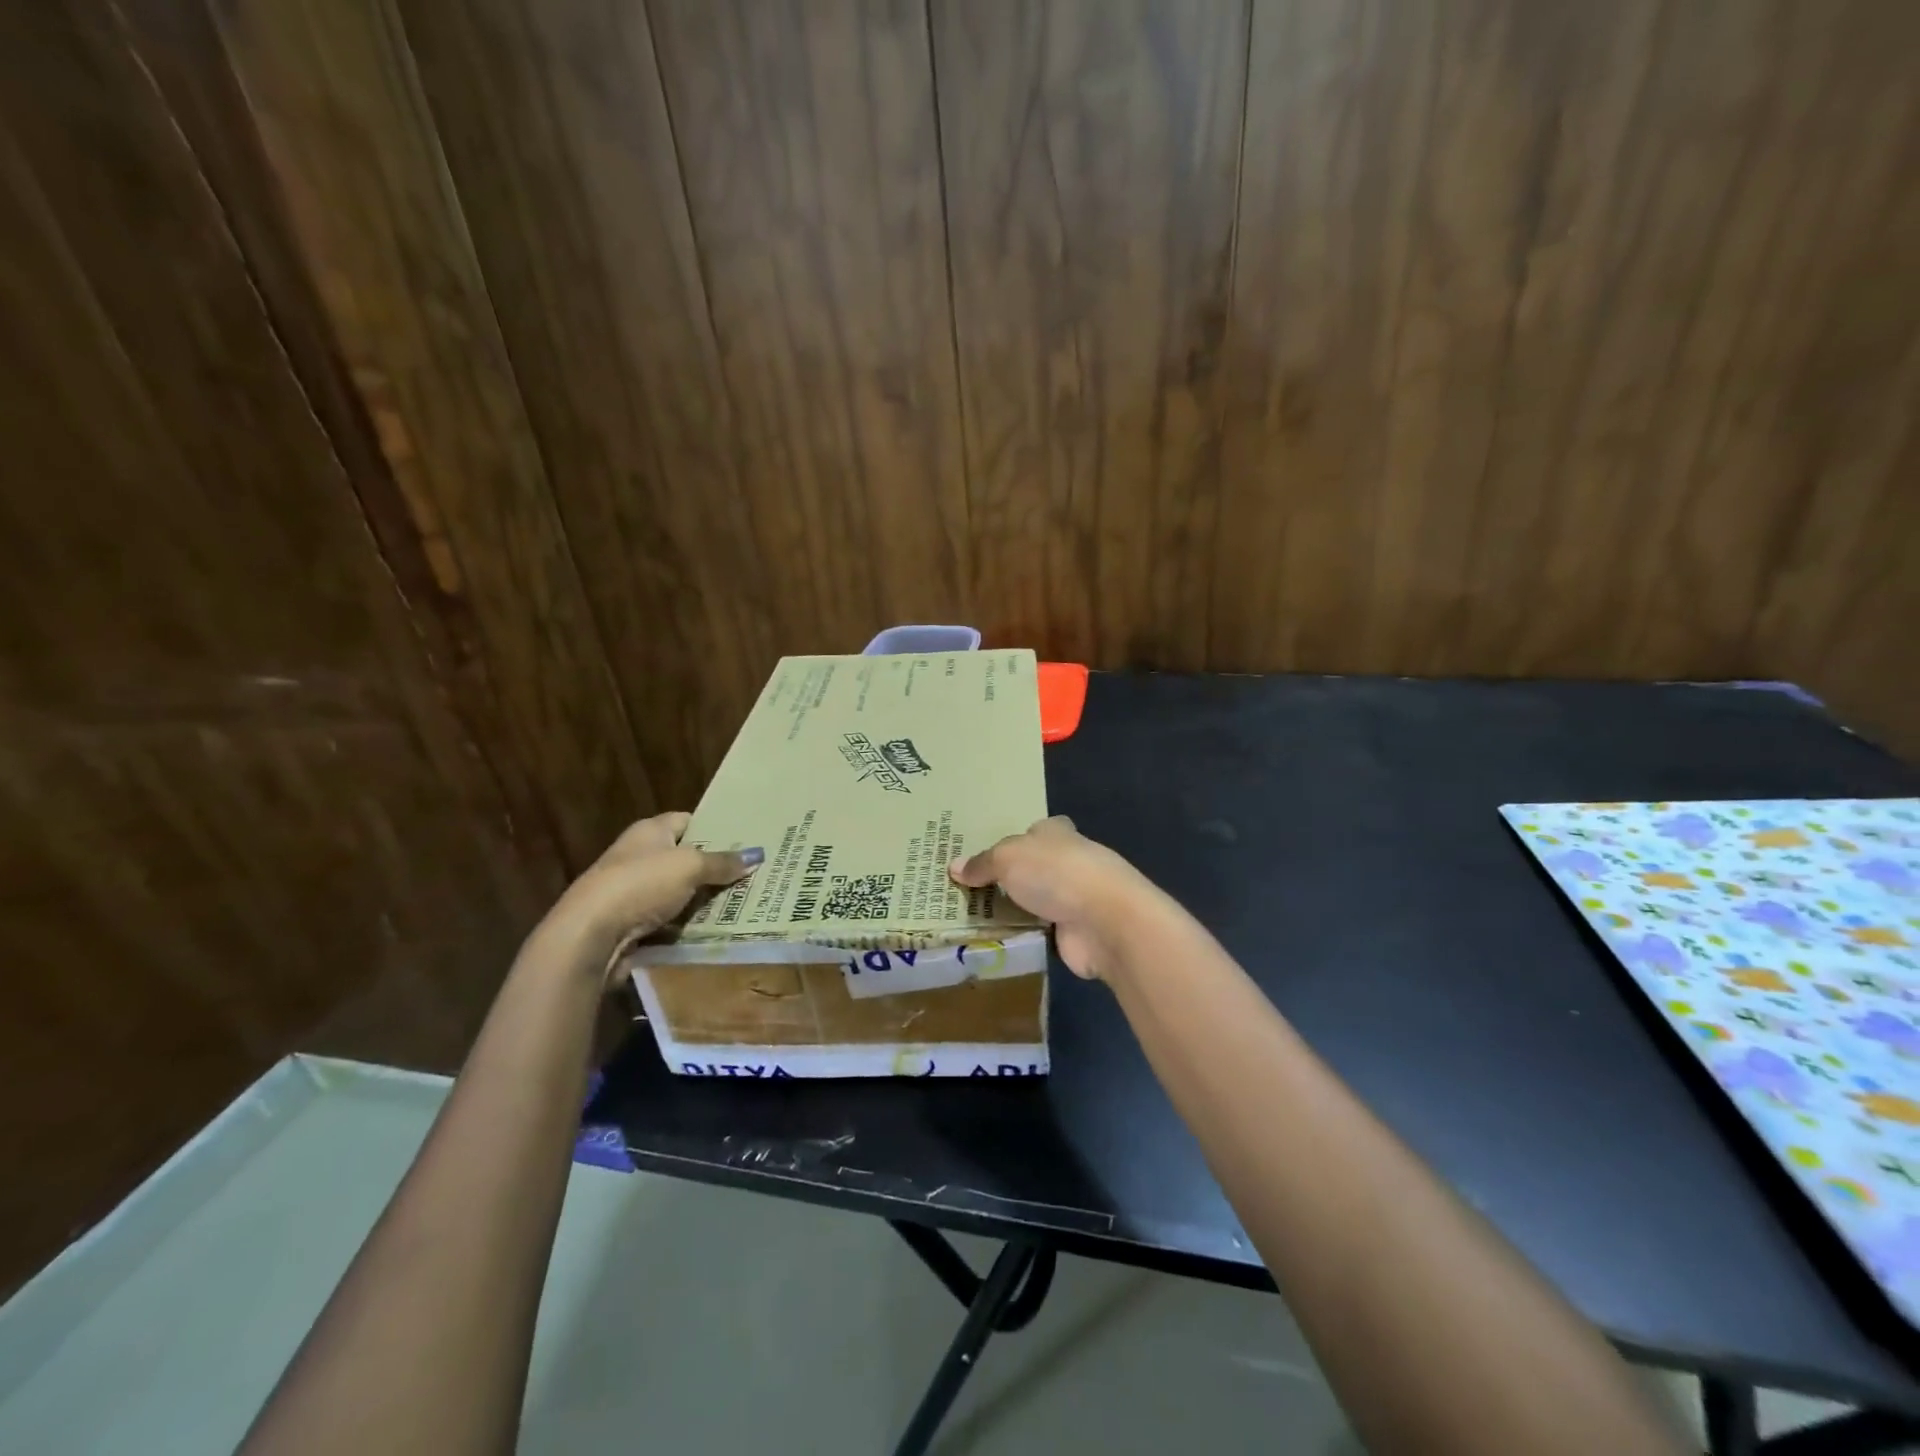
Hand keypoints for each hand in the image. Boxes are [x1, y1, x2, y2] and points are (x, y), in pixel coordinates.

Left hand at [530, 812, 761, 984]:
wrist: (589, 935)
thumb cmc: (640, 884)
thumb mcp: (690, 866)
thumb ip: (722, 862)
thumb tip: (756, 855)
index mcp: (648, 832)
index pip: (686, 820)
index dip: (713, 827)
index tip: (744, 838)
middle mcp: (638, 857)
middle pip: (684, 858)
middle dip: (714, 867)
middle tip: (753, 874)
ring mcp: (632, 892)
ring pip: (679, 892)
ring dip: (703, 900)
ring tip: (744, 903)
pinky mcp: (630, 924)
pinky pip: (669, 921)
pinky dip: (688, 926)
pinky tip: (715, 930)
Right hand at [948, 816, 1161, 980]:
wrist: (1104, 920)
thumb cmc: (1056, 873)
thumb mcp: (1007, 858)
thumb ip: (982, 863)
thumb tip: (954, 867)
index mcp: (1056, 833)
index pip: (1035, 831)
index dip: (1015, 840)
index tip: (988, 855)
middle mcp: (1068, 861)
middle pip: (1034, 867)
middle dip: (1010, 877)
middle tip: (968, 890)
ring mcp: (1075, 899)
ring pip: (1036, 901)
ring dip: (1015, 909)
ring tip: (972, 918)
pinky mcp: (1075, 932)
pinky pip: (1040, 931)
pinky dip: (1023, 935)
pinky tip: (996, 941)